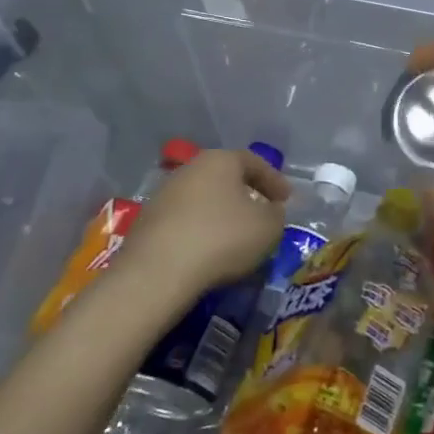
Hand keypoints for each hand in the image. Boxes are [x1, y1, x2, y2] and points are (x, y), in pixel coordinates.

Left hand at [108, 149, 289, 309]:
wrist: (157, 273)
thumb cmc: (222, 238)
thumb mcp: (269, 227)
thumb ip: (276, 214)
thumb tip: (270, 211)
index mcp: (220, 160)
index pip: (255, 162)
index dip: (275, 181)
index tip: (287, 200)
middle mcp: (189, 169)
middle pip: (225, 178)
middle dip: (246, 194)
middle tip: (262, 213)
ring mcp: (164, 195)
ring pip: (203, 199)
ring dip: (221, 213)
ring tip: (236, 235)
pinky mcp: (146, 223)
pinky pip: (184, 221)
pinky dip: (201, 230)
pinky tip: (209, 250)